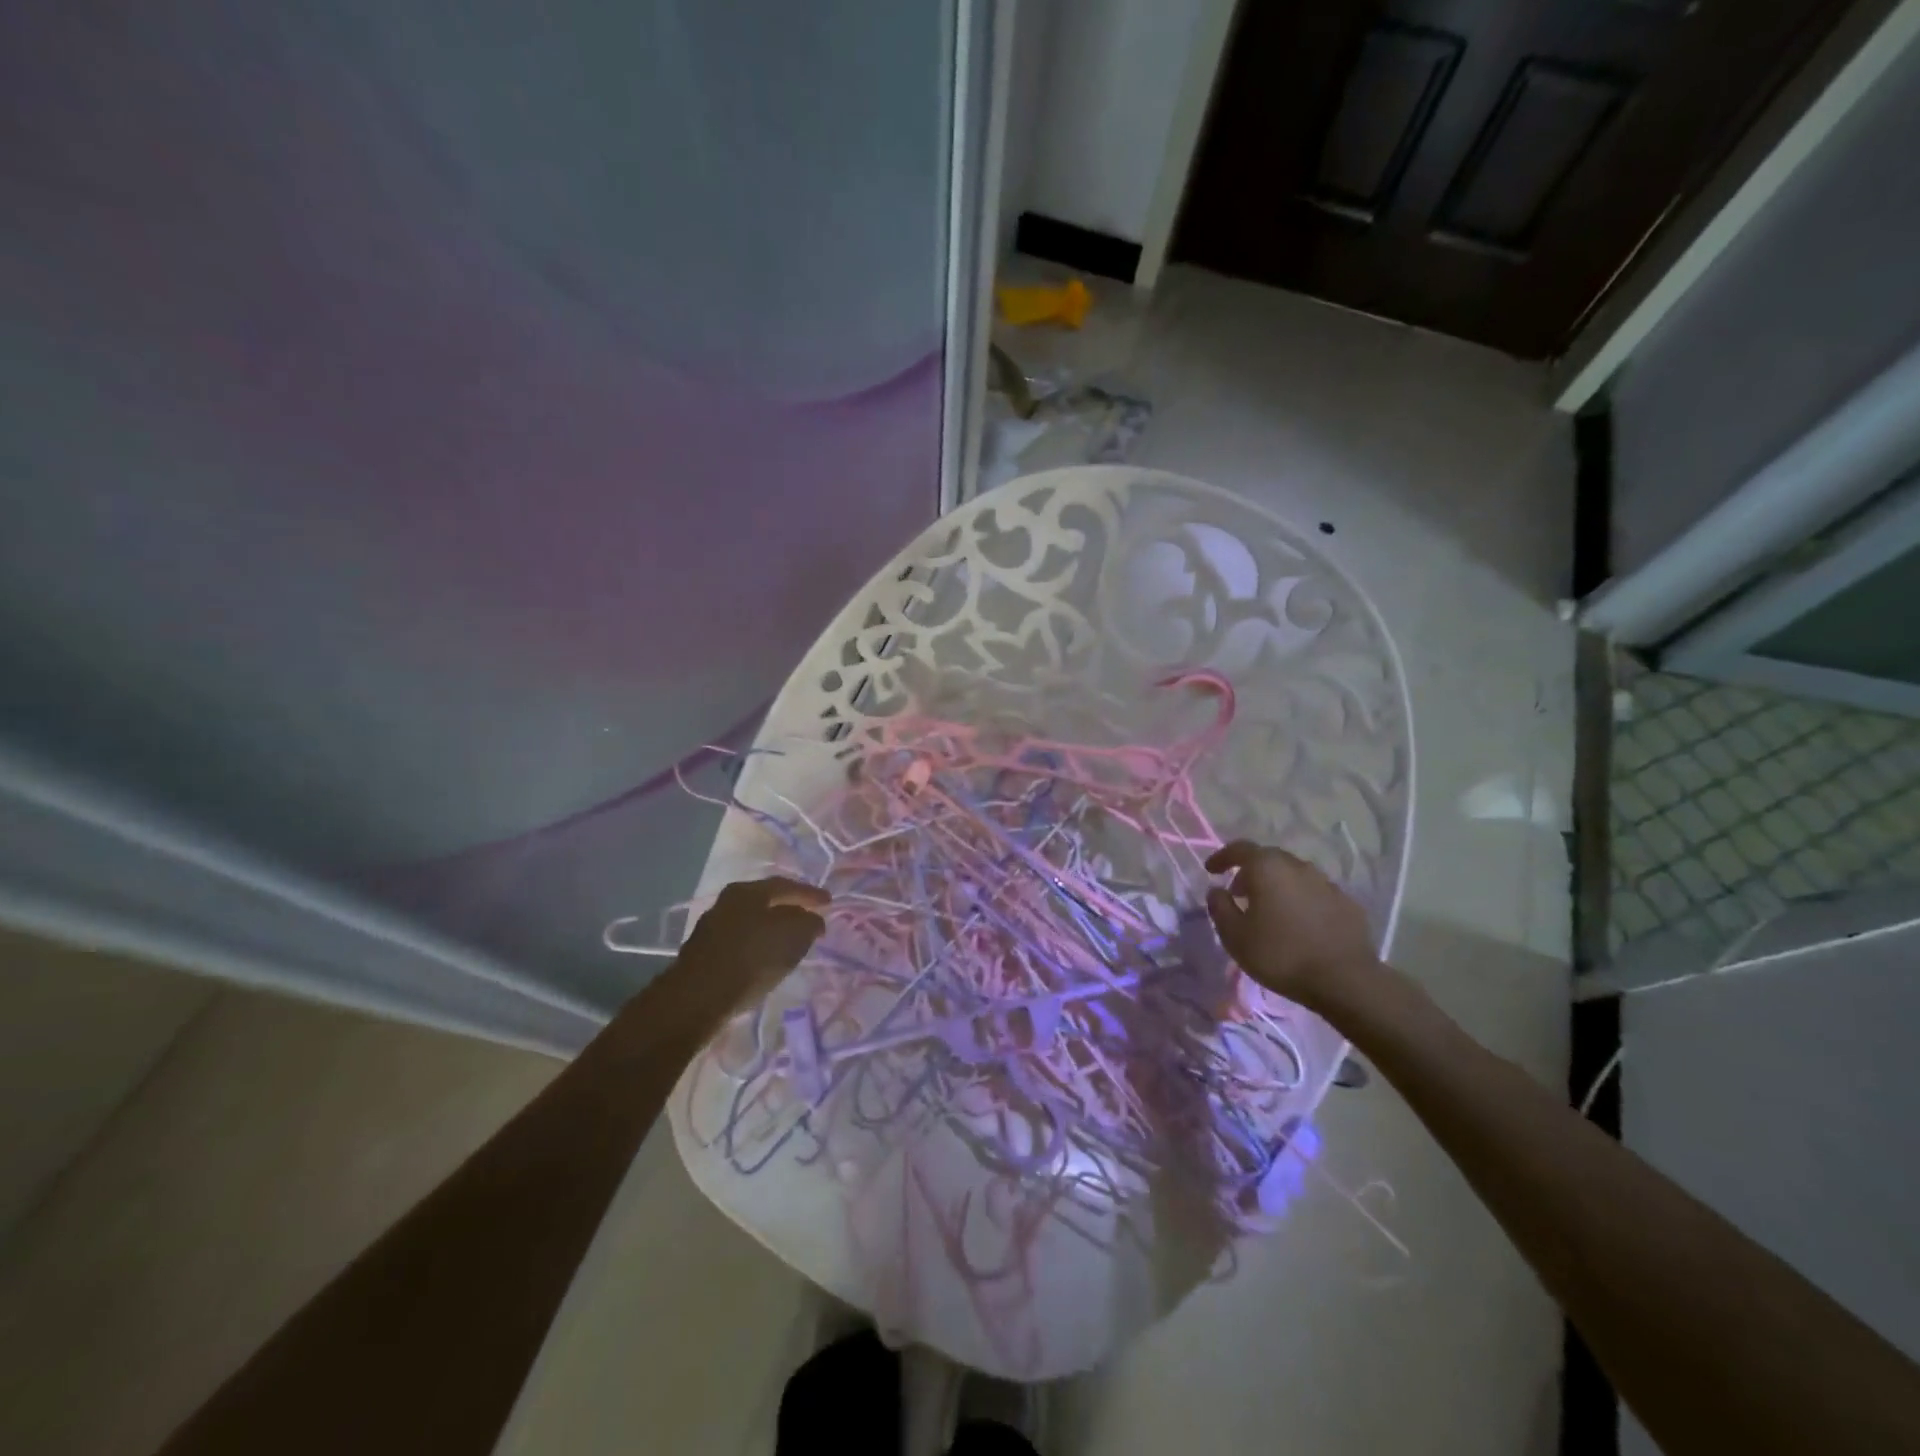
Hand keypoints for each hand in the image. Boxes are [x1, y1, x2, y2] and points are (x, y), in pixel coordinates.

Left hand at [675, 876, 829, 1017]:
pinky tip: (766, 957)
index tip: (829, 902)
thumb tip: (813, 919)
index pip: (787, 886)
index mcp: (748, 891)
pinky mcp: (704, 952)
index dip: (811, 894)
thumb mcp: (793, 937)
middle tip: (809, 917)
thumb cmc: (751, 959)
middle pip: (766, 901)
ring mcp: (712, 926)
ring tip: (790, 940)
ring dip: (772, 928)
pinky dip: (757, 945)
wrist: (698, 997)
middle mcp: (727, 901)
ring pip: (752, 921)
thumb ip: (809, 923)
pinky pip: (741, 941)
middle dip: (790, 909)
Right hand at [1204, 841, 1377, 1010]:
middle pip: (1269, 859)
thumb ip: (1220, 907)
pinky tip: (1299, 923)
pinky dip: (1301, 900)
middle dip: (1250, 872)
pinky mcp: (1347, 903)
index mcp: (1268, 868)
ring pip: (1294, 875)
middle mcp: (1298, 866)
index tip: (1211, 870)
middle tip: (1239, 893)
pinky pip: (1315, 893)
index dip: (1222, 857)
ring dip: (1277, 885)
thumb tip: (1216, 891)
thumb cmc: (1280, 955)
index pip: (1240, 849)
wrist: (1345, 980)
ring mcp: (1326, 883)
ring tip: (1269, 909)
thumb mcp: (1235, 936)